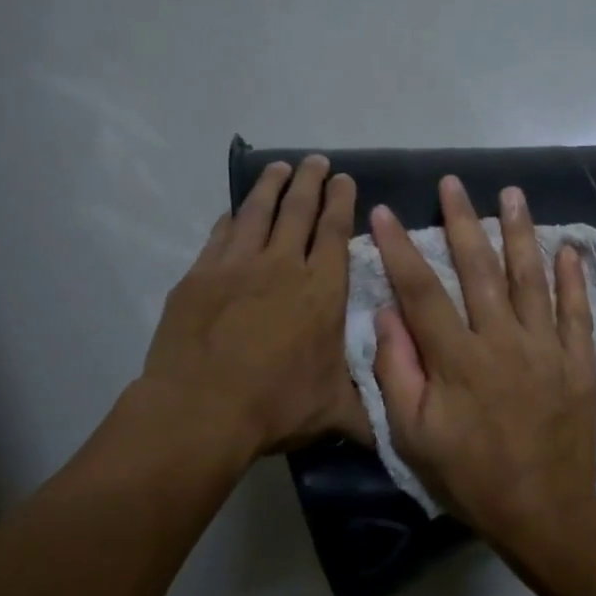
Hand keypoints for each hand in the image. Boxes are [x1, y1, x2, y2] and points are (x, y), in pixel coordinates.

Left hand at [142, 156, 366, 457]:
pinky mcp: (200, 276)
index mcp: (321, 292)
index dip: (341, 203)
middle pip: (298, 211)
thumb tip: (395, 433)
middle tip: (316, 161)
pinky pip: (220, 234)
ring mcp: (236, 267)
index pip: (334, 233)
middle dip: (311, 182)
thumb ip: (367, 416)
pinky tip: (235, 211)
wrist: (202, 410)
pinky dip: (232, 217)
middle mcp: (282, 266)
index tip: (345, 179)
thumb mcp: (335, 414)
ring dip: (271, 186)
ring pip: (257, 212)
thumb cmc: (277, 406)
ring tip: (280, 167)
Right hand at [370, 176, 595, 558]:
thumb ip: (398, 373)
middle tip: (453, 182)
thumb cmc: (470, 478)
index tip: (385, 212)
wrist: (543, 512)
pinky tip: (570, 249)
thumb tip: (387, 316)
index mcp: (457, 360)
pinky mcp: (578, 364)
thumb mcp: (414, 437)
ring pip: (531, 279)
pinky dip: (574, 279)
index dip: (401, 249)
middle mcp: (502, 342)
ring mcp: (546, 349)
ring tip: (512, 193)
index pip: (421, 292)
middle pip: (479, 270)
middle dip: (462, 222)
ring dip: (520, 233)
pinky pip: (577, 313)